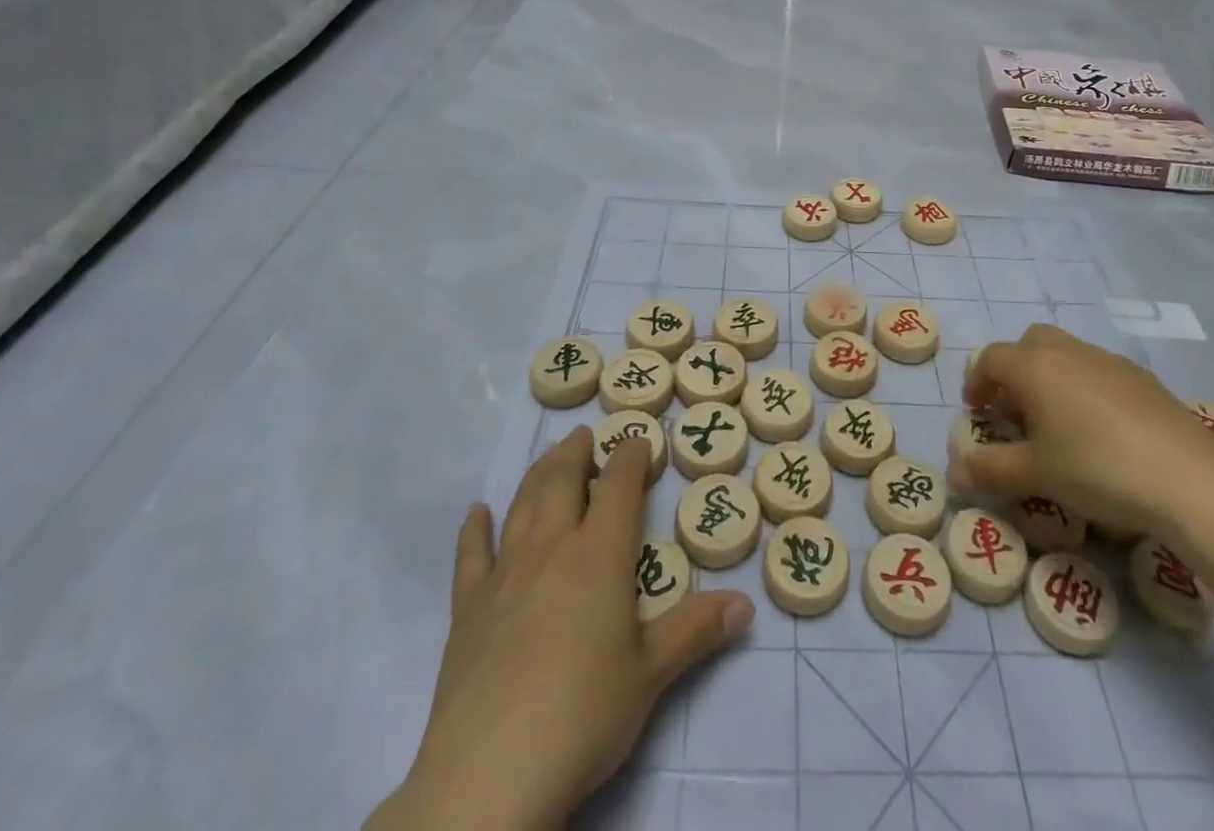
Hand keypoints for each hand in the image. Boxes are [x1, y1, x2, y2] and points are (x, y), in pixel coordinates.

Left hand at [368, 428, 753, 830]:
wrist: (489, 777)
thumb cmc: (583, 716)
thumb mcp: (651, 676)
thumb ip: (696, 631)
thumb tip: (746, 603)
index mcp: (599, 556)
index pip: (619, 487)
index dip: (630, 456)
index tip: (638, 438)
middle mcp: (551, 550)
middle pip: (561, 482)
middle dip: (576, 453)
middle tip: (585, 435)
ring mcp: (504, 577)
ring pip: (522, 506)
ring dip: (537, 475)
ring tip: (548, 457)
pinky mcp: (467, 611)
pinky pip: (471, 557)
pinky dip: (475, 530)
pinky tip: (477, 513)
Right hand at [951, 323, 1213, 538]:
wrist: (1190, 480)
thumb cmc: (1097, 469)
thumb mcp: (1036, 475)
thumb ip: (989, 470)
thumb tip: (953, 474)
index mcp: (1034, 366)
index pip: (991, 359)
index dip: (977, 382)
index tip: (977, 412)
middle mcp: (1068, 352)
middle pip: (1029, 344)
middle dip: (1014, 371)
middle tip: (1015, 411)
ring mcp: (1109, 361)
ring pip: (1066, 353)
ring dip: (1050, 377)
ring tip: (1057, 423)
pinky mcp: (1144, 379)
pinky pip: (1099, 371)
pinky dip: (1085, 388)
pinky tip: (1101, 431)